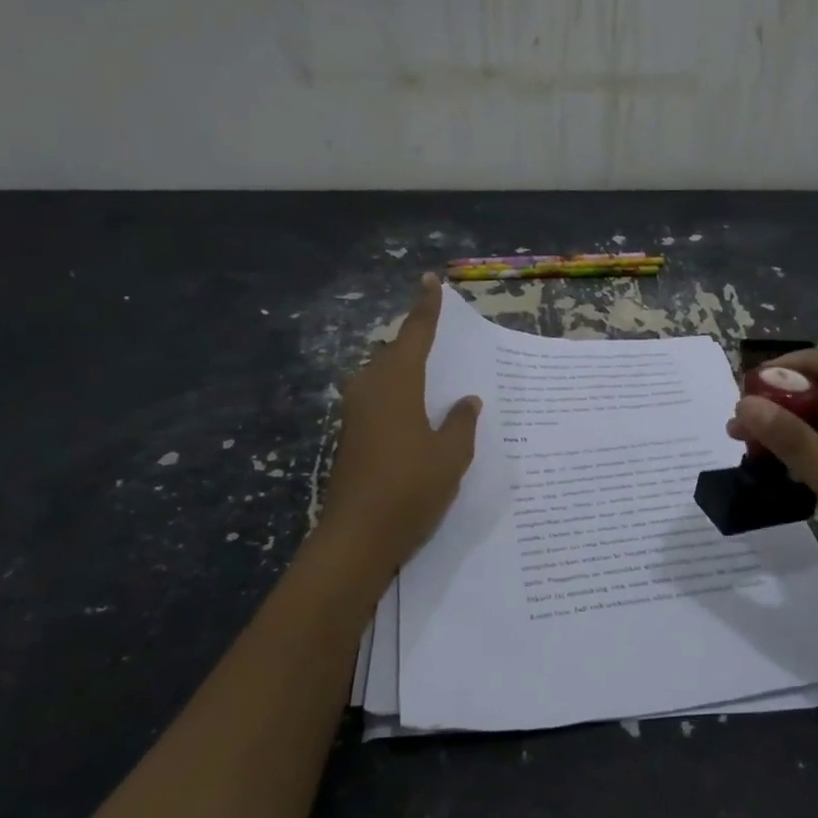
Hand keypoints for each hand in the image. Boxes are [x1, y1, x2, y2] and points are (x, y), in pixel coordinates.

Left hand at [318, 275, 480, 570]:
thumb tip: (466, 400)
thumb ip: (461, 421)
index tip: (429, 281)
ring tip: (434, 378)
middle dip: (415, 343)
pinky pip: (378, 401)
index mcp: (396, 383)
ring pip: (383, 378)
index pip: (415, 335)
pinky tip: (418, 414)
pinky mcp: (351, 438)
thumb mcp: (451, 454)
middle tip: (441, 339)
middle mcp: (370, 390)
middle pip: (393, 354)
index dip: (425, 308)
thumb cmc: (410, 488)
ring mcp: (355, 415)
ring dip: (405, 372)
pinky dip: (399, 396)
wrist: (358, 537)